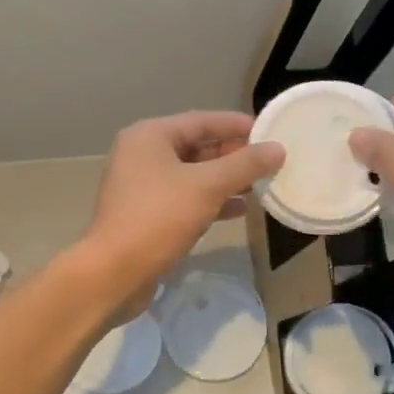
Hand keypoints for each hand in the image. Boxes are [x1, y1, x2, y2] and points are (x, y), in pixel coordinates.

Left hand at [81, 112, 284, 304]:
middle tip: (269, 160)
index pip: (202, 120)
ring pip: (193, 174)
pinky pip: (185, 198)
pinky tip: (240, 209)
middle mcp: (142, 154)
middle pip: (197, 146)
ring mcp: (142, 186)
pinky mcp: (146, 213)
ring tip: (261, 184)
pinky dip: (211, 200)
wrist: (114, 273)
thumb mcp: (207, 186)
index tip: (270, 131)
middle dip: (233, 154)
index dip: (237, 125)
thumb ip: (245, 165)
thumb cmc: (159, 218)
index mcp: (150, 136)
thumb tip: (278, 149)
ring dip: (225, 179)